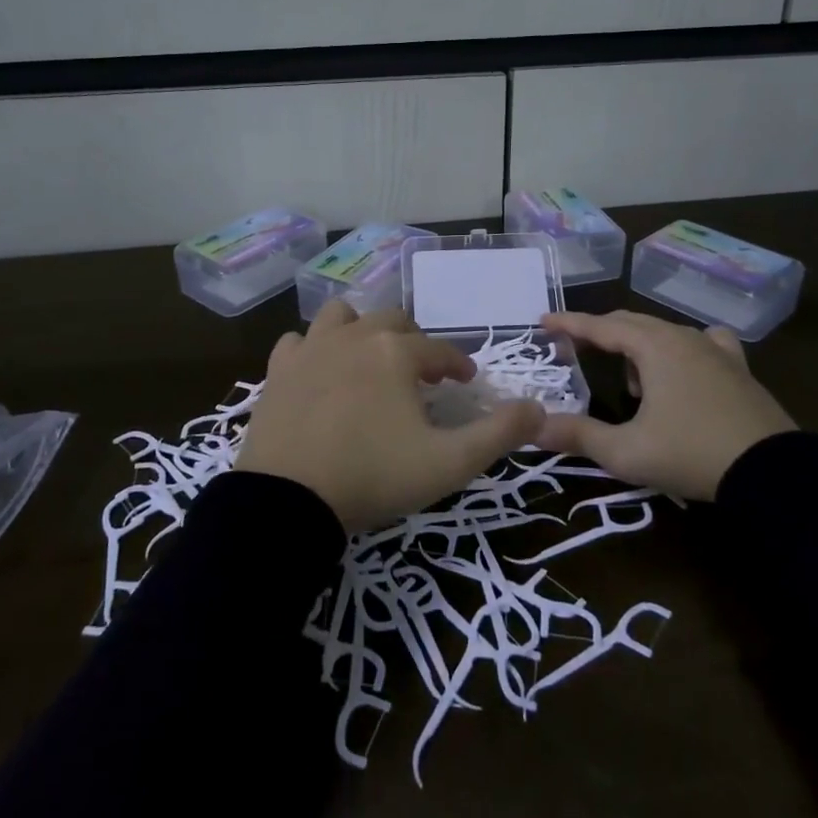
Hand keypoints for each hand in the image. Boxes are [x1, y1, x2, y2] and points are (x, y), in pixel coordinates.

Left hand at [237, 300, 543, 533]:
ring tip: (369, 360)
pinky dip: (312, 350)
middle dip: (414, 342)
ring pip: (342, 316)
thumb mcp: (449, 464)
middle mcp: (355, 336)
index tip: (466, 382)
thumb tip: (538, 408)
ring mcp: (311, 349)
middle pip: (393, 322)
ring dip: (360, 330)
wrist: (289, 500)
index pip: (440, 349)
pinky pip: (298, 342)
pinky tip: (319, 372)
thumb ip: (499, 434)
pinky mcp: (278, 370)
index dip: (458, 364)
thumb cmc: (374, 476)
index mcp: (397, 352)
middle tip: (421, 374)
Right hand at [536, 310, 796, 500]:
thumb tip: (533, 428)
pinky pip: (701, 343)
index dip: (568, 324)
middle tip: (574, 350)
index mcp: (653, 346)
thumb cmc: (691, 454)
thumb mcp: (626, 451)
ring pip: (663, 332)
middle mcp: (682, 336)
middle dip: (599, 333)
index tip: (543, 321)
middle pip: (630, 322)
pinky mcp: (738, 367)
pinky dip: (679, 350)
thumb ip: (577, 435)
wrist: (773, 474)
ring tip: (631, 384)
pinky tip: (684, 369)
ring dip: (637, 347)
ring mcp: (715, 349)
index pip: (600, 326)